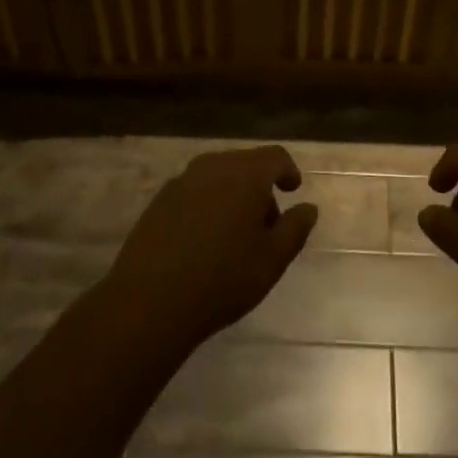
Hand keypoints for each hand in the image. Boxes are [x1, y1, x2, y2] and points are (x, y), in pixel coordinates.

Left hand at [105, 146, 318, 343]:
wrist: (150, 301)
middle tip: (267, 223)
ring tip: (235, 234)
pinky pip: (194, 191)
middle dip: (261, 187)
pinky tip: (204, 239)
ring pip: (218, 176)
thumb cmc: (222, 279)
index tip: (293, 190)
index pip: (275, 157)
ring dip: (233, 194)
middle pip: (245, 164)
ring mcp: (182, 181)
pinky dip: (208, 203)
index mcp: (246, 174)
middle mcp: (214, 166)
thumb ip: (295, 229)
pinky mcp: (159, 200)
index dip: (288, 171)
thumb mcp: (272, 260)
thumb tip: (308, 208)